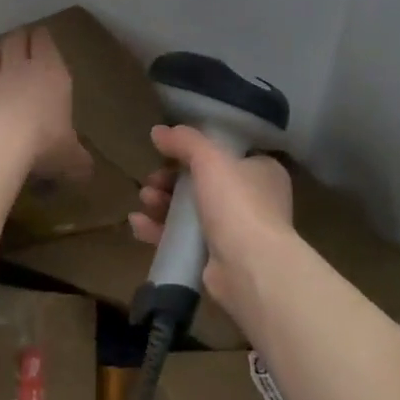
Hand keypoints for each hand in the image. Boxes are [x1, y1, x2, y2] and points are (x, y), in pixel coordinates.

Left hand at [0, 26, 93, 180]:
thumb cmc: (43, 142)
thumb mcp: (69, 156)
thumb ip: (77, 159)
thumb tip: (87, 171)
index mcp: (50, 73)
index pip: (44, 42)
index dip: (42, 37)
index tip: (41, 36)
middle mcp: (18, 68)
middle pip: (15, 40)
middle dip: (18, 39)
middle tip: (20, 41)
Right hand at [129, 124, 292, 309]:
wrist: (250, 267)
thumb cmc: (237, 204)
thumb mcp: (210, 159)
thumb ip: (184, 141)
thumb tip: (158, 131)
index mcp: (262, 172)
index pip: (225, 155)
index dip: (194, 153)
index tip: (167, 154)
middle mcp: (253, 200)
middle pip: (202, 183)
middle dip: (170, 181)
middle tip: (151, 181)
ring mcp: (236, 231)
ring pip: (190, 211)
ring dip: (162, 203)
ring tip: (144, 200)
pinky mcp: (217, 258)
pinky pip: (183, 238)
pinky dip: (160, 230)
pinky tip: (138, 224)